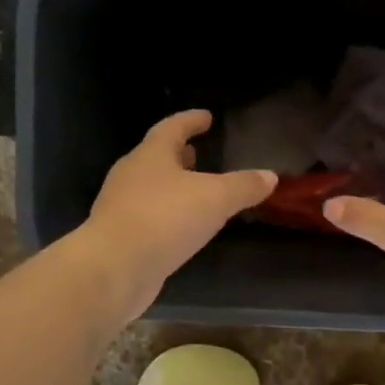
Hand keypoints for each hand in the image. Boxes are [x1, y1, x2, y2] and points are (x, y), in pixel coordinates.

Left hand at [78, 109, 275, 318]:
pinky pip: (147, 216)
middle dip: (179, 155)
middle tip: (198, 153)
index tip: (206, 116)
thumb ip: (244, 186)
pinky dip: (165, 215)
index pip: (172, 128)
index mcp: (151, 155)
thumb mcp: (215, 199)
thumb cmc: (165, 219)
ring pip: (150, 188)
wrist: (115, 267)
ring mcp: (121, 206)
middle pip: (156, 157)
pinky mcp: (120, 236)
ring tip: (194, 192)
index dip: (191, 120)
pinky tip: (180, 228)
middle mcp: (131, 175)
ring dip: (171, 186)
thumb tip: (270, 176)